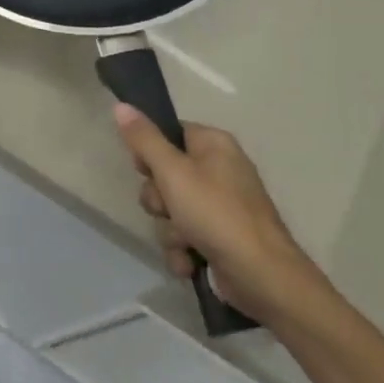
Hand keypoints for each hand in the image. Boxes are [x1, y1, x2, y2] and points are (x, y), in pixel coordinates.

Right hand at [113, 105, 323, 323]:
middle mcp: (219, 171)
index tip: (145, 169)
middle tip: (168, 208)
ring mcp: (220, 206)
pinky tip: (189, 261)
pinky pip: (183, 235)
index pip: (169, 133)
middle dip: (159, 200)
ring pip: (170, 209)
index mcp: (214, 145)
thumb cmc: (216, 214)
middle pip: (164, 175)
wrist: (262, 276)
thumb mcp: (172, 172)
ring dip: (169, 230)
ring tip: (185, 242)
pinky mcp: (219, 236)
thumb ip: (144, 139)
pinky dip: (182, 249)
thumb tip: (121, 106)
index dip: (150, 152)